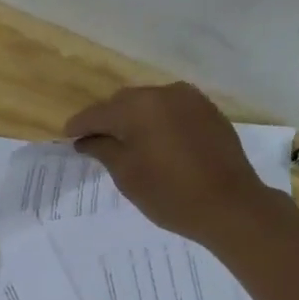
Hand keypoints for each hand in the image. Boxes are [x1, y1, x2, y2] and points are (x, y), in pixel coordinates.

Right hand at [64, 82, 280, 243]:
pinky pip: (172, 110)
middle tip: (95, 142)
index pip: (97, 113)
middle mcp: (163, 93)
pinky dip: (158, 122)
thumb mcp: (127, 176)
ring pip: (150, 103)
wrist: (231, 206)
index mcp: (138, 107)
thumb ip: (103, 150)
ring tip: (127, 143)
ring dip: (134, 119)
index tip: (67, 137)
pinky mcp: (209, 111)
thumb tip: (86, 139)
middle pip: (124, 103)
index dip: (79, 125)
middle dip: (108, 120)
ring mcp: (190, 100)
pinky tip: (156, 142)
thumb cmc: (171, 194)